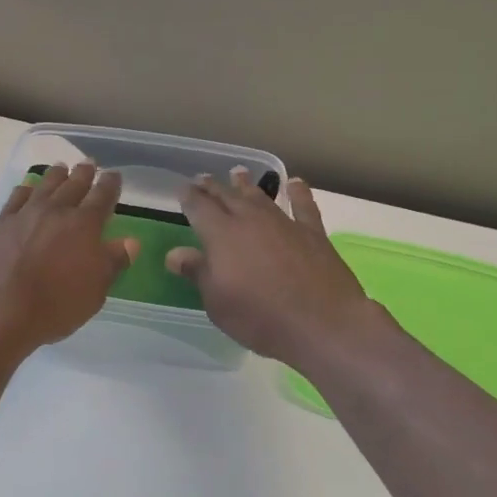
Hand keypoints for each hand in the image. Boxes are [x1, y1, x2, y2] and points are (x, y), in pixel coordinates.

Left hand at [0, 162, 138, 354]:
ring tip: (61, 168)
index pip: (102, 197)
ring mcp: (24, 214)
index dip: (110, 185)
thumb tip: (130, 242)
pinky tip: (26, 188)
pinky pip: (15, 198)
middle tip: (89, 164)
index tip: (114, 175)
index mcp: (84, 225)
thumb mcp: (94, 292)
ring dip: (55, 176)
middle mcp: (55, 211)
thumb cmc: (55, 306)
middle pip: (73, 185)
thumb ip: (112, 263)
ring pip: (44, 185)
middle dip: (83, 173)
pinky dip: (24, 190)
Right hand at [167, 168, 387, 369]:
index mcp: (222, 235)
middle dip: (213, 187)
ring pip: (260, 197)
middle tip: (203, 178)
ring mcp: (284, 224)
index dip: (189, 197)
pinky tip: (295, 183)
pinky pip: (303, 206)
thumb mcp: (217, 302)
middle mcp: (251, 221)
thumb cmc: (259, 316)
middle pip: (227, 197)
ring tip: (238, 173)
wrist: (321, 323)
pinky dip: (298, 192)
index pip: (199, 208)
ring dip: (247, 185)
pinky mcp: (313, 233)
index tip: (182, 189)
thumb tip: (174, 253)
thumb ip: (197, 272)